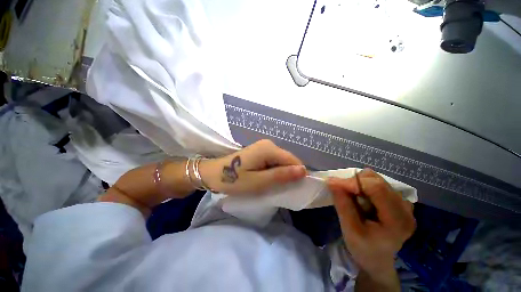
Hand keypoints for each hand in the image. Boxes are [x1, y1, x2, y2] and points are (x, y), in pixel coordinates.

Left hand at [200, 140, 306, 194]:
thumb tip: (303, 170)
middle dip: (287, 174)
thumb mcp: (259, 182)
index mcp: (269, 149)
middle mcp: (268, 144)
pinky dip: (274, 170)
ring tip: (272, 184)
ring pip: (281, 161)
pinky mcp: (260, 151)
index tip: (291, 188)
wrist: (213, 173)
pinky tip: (266, 177)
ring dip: (280, 173)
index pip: (293, 160)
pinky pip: (274, 160)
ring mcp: (264, 146)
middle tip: (278, 188)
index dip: (296, 174)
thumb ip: (281, 175)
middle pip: (288, 159)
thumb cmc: (234, 180)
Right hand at [327, 169, 415, 278]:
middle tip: (341, 192)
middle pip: (377, 181)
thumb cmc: (363, 248)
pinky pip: (378, 183)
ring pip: (376, 179)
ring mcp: (404, 204)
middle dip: (354, 182)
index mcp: (397, 220)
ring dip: (359, 184)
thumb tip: (332, 181)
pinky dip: (364, 186)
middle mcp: (406, 209)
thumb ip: (342, 204)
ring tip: (353, 198)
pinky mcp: (398, 201)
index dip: (353, 182)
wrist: (377, 259)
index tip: (333, 184)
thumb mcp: (349, 229)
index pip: (376, 188)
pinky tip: (362, 199)